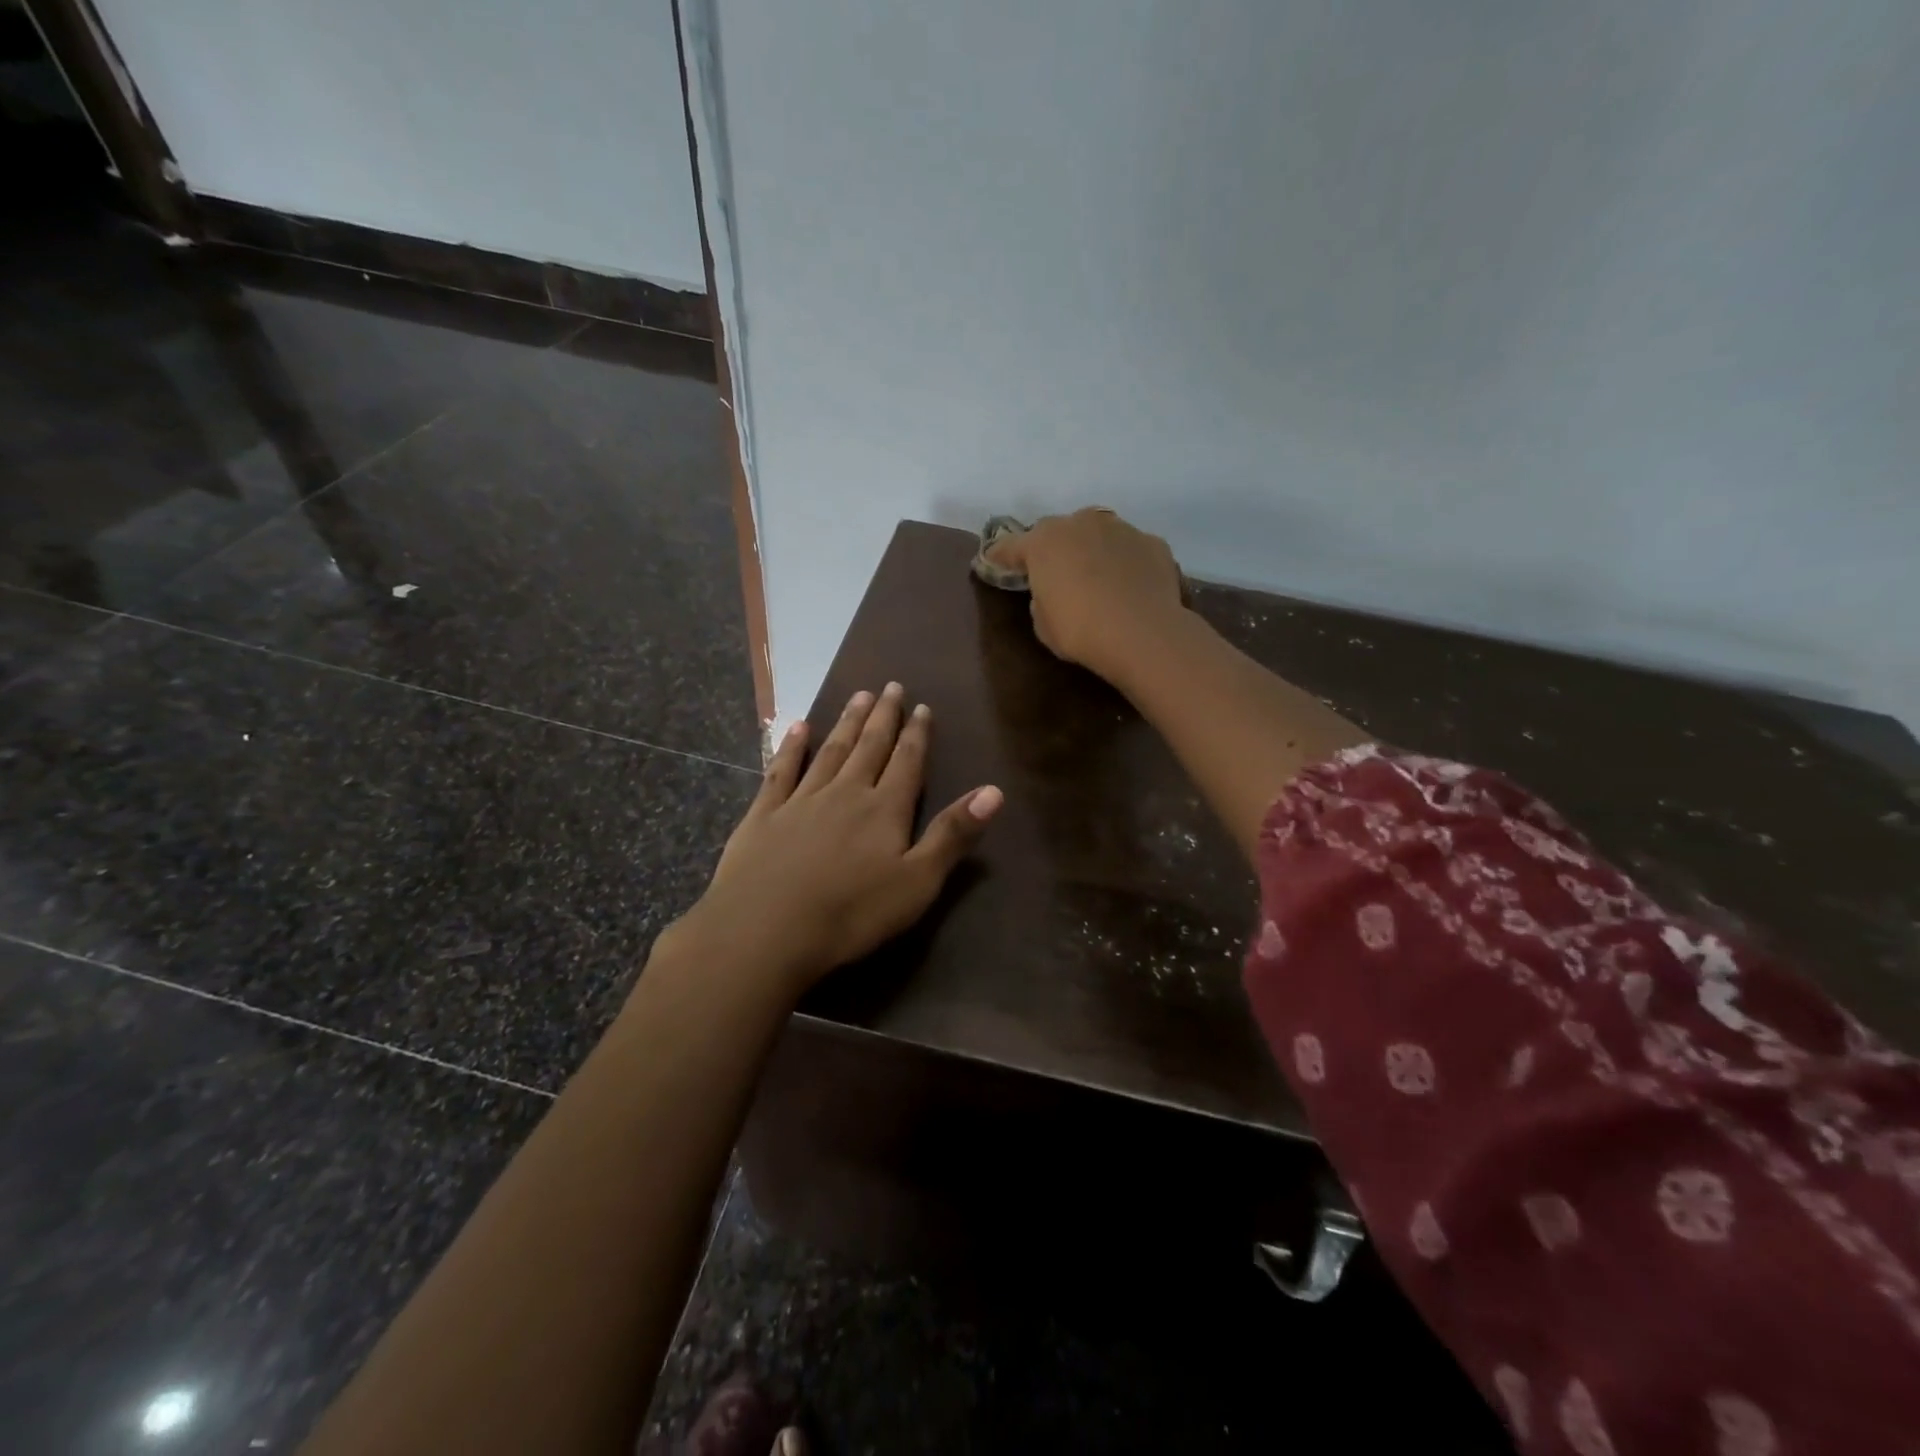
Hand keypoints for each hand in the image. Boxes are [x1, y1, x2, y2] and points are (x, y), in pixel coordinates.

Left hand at [667, 683, 1002, 995]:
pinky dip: (791, 747)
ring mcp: (801, 800)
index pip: (907, 762)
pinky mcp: (764, 815)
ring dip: (846, 723)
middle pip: (869, 747)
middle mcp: (845, 793)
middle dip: (883, 717)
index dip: (916, 734)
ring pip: (830, 751)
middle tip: (890, 686)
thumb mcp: (917, 883)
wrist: (765, 930)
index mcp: (884, 810)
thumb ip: (953, 835)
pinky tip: (797, 727)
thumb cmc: (850, 914)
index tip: (922, 706)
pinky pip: (781, 771)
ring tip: (858, 696)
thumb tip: (994, 791)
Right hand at [983, 508, 1184, 685]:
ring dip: (1091, 550)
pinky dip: (1125, 562)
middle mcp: (1080, 523)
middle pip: (1058, 531)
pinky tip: (1129, 585)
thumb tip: (1052, 591)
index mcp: (1043, 542)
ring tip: (1096, 576)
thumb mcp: (1043, 624)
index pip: (1011, 546)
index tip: (994, 563)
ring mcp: (1120, 529)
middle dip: (1052, 549)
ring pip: (1097, 533)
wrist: (1143, 634)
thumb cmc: (1080, 631)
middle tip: (1053, 572)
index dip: (1000, 557)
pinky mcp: (1152, 542)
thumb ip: (1041, 598)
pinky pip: (1129, 549)